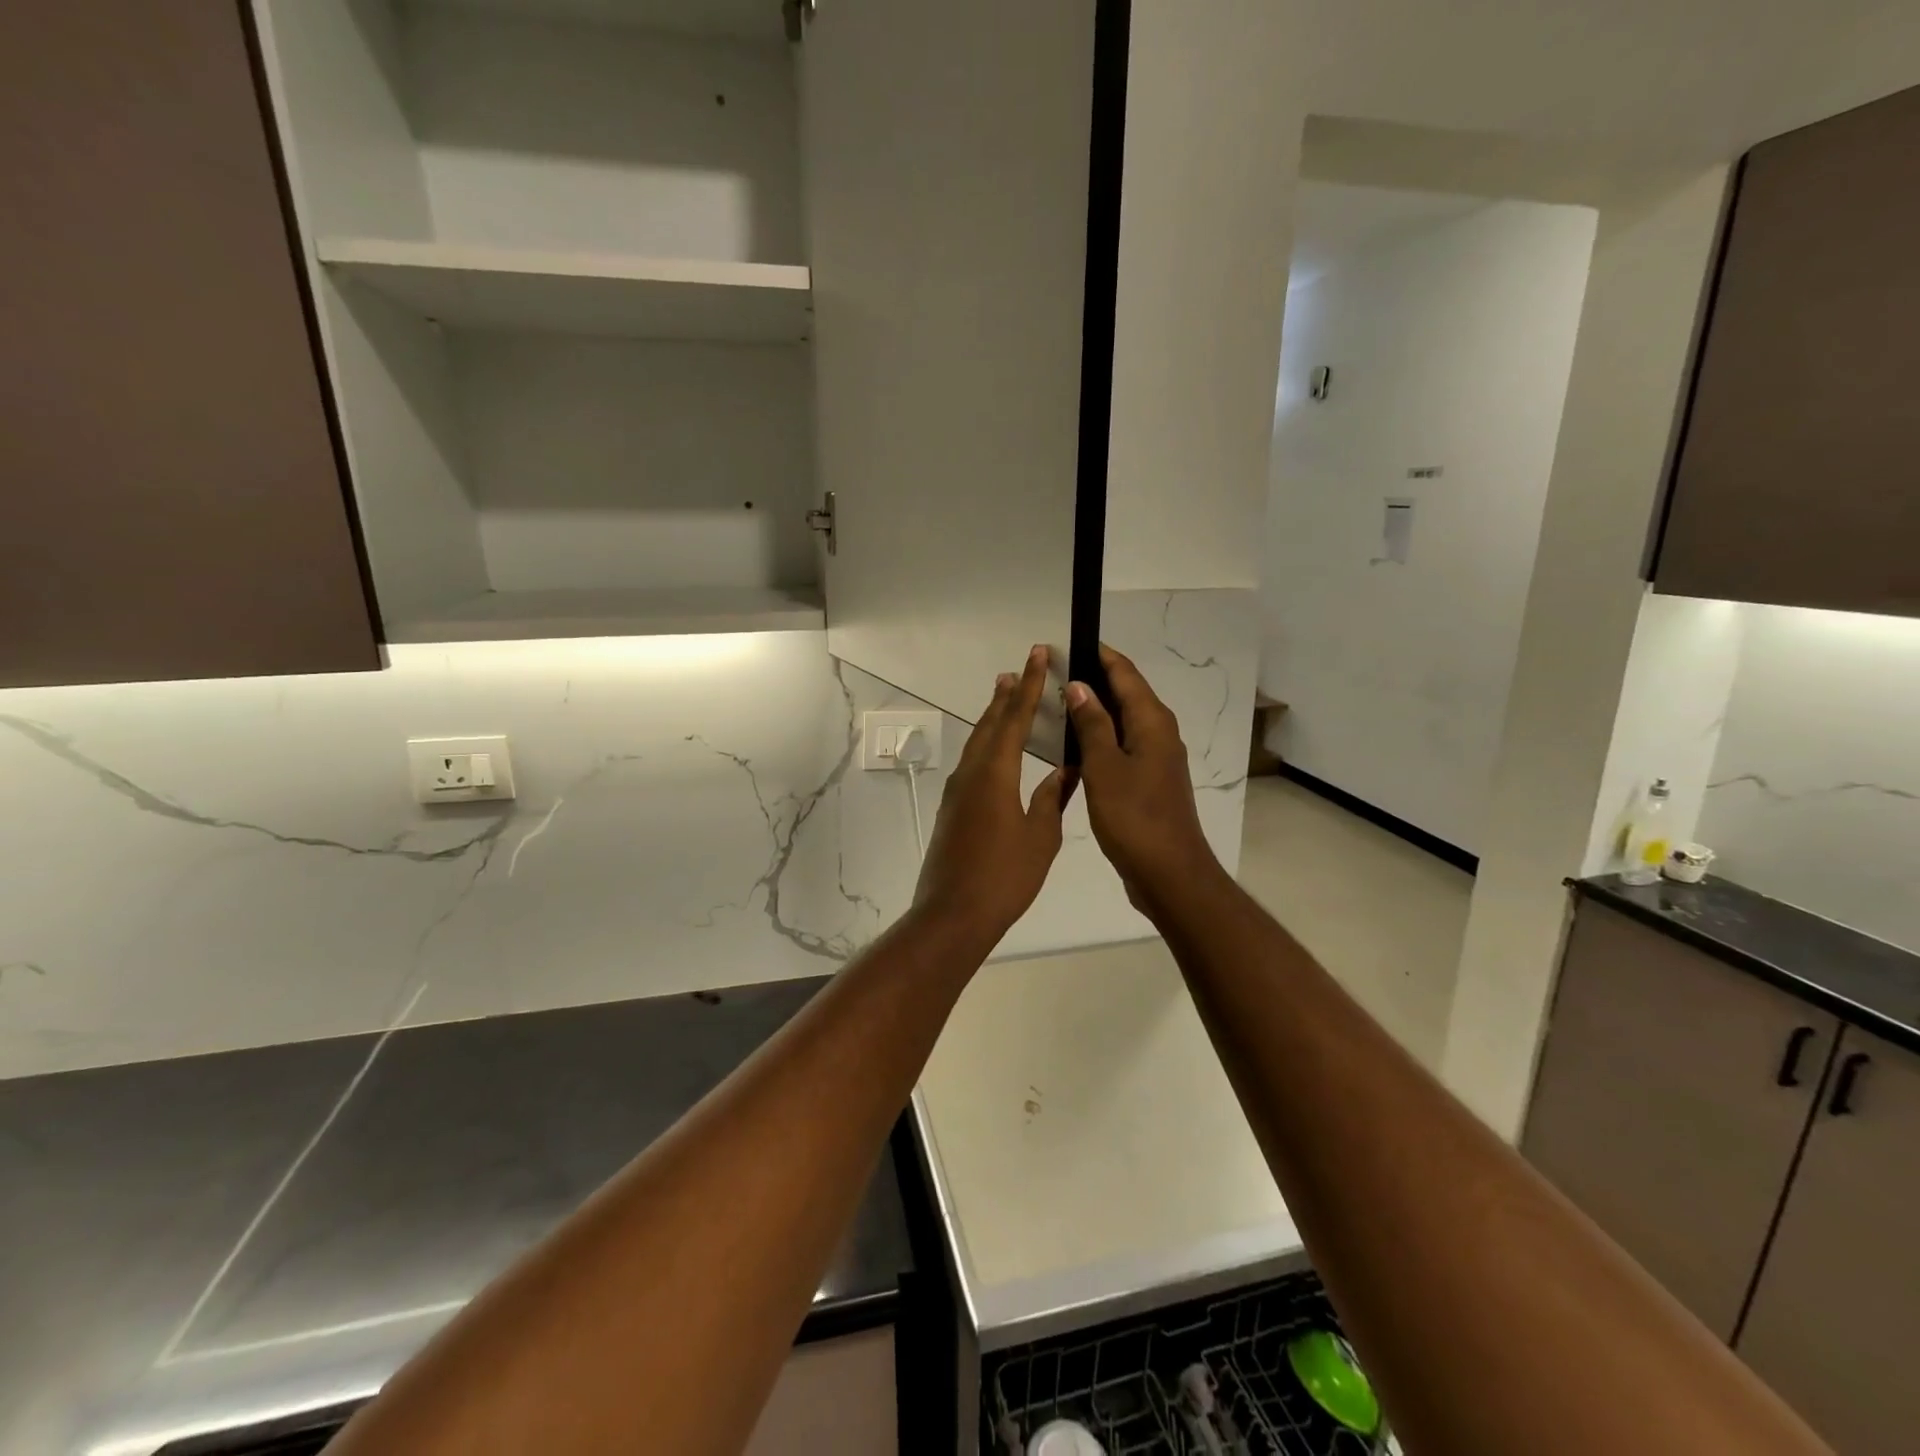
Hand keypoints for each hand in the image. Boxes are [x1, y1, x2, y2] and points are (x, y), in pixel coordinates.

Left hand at [913, 646, 1069, 944]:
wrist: (953, 913)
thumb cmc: (1004, 877)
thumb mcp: (1041, 838)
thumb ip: (1051, 799)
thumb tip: (1065, 771)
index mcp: (996, 773)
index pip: (1015, 718)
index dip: (1029, 686)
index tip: (1038, 656)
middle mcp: (972, 773)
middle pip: (991, 724)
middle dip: (1007, 695)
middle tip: (1020, 669)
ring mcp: (957, 791)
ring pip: (978, 743)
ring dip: (993, 718)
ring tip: (1006, 697)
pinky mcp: (952, 809)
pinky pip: (972, 763)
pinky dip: (987, 745)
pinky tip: (996, 752)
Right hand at [1065, 644, 1224, 916]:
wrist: (1169, 873)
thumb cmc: (1134, 817)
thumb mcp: (1105, 768)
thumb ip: (1092, 725)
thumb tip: (1080, 686)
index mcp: (1152, 722)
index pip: (1125, 673)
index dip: (1098, 654)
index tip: (1066, 642)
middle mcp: (1159, 733)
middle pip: (1126, 693)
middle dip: (1093, 679)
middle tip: (1053, 673)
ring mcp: (1156, 758)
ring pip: (1123, 721)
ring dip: (1094, 710)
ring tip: (1056, 703)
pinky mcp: (1149, 781)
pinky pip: (1122, 746)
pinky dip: (1100, 737)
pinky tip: (1074, 746)